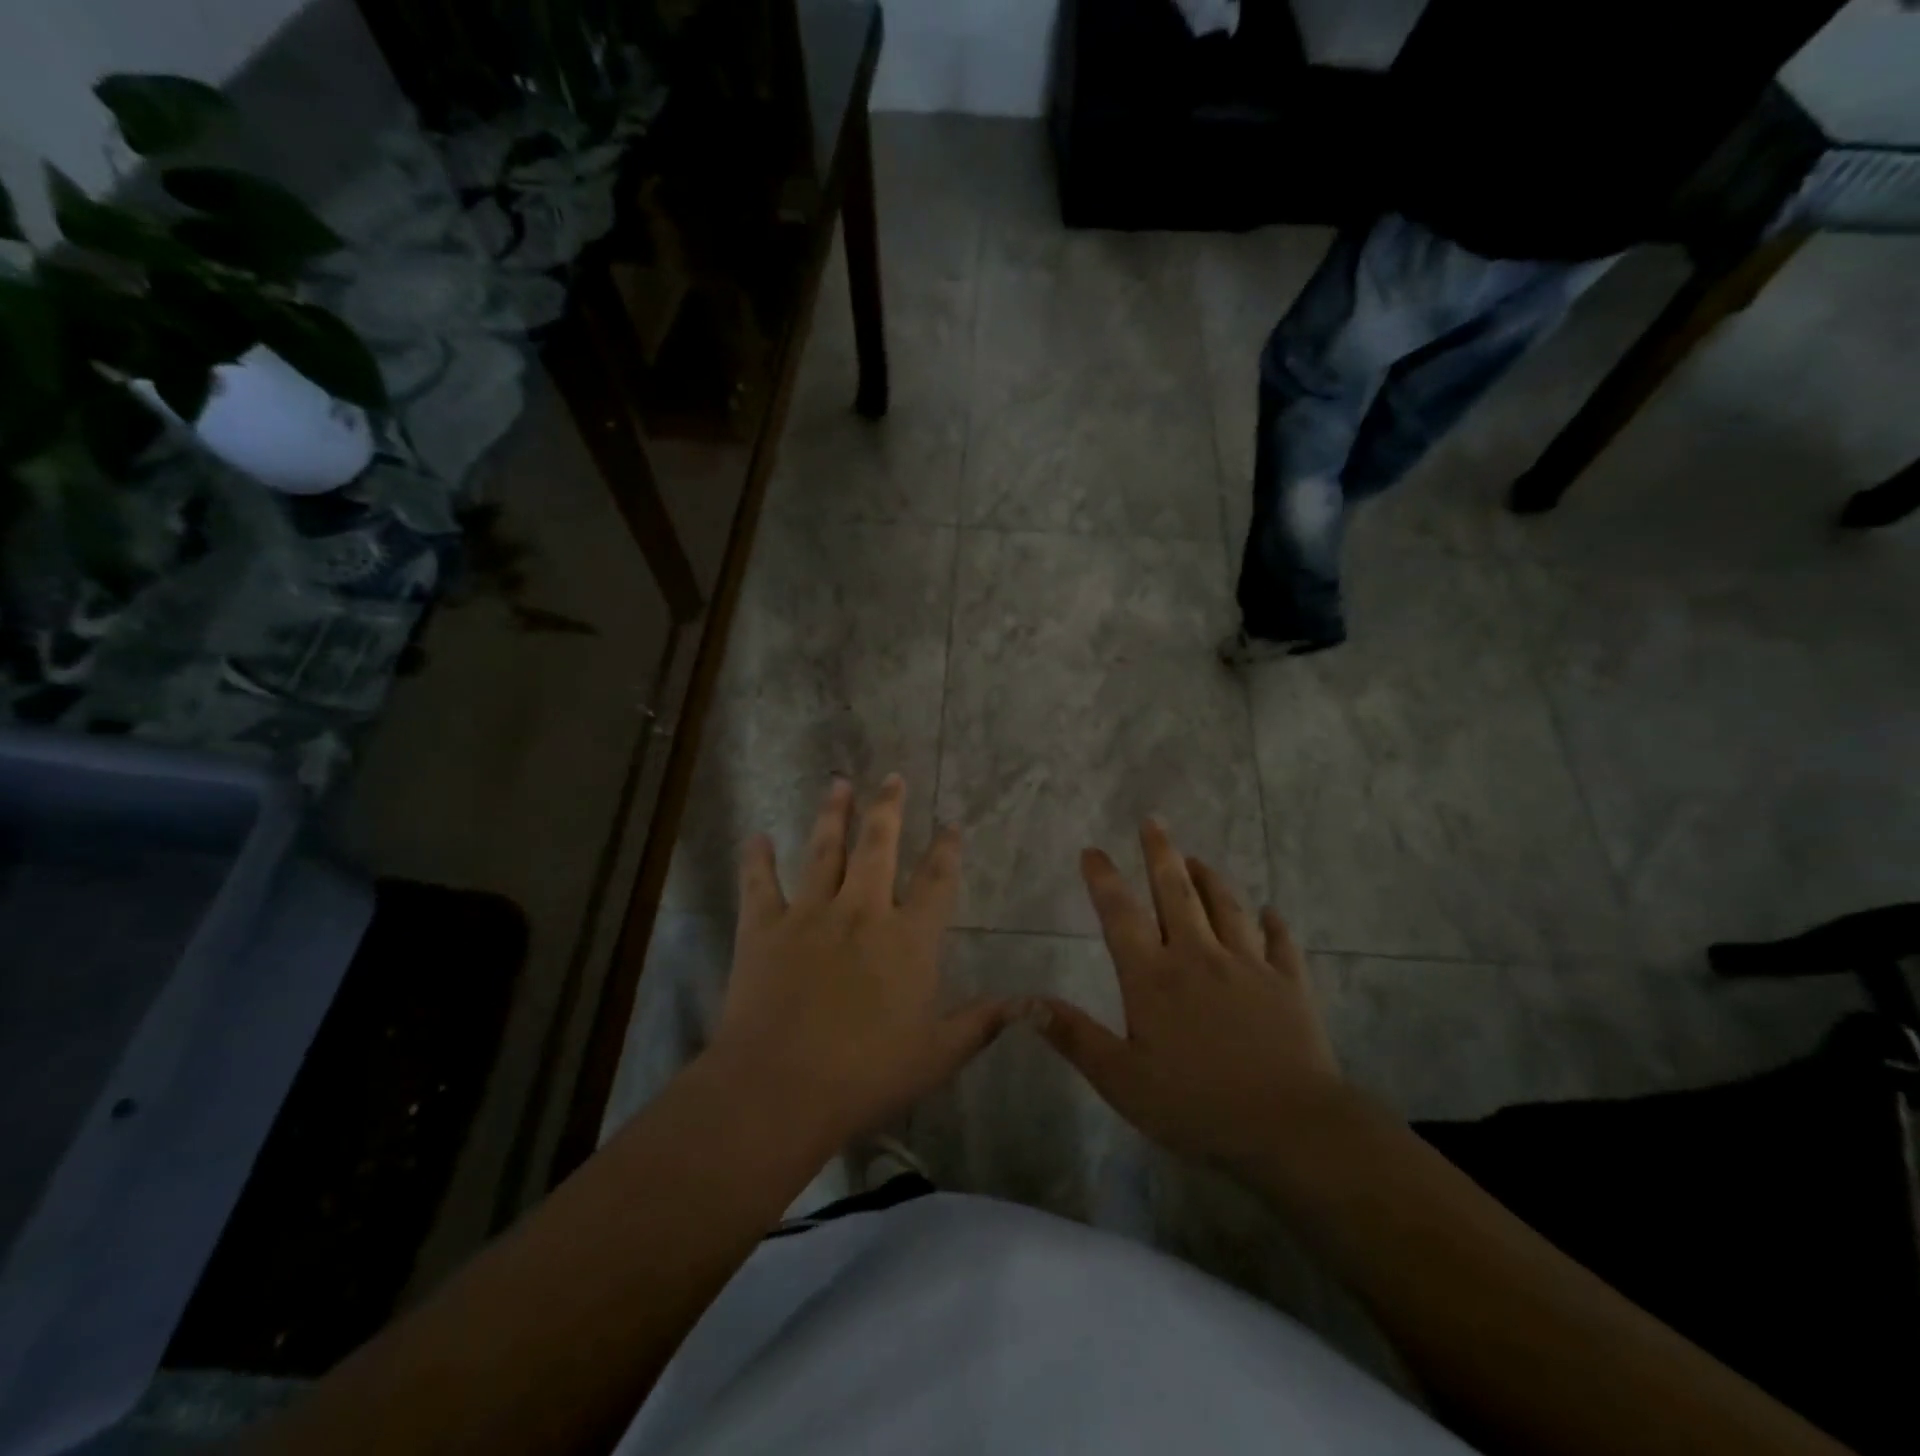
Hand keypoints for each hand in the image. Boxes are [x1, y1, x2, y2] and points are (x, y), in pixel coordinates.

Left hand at [707, 774, 1012, 1147]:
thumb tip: (1029, 1005)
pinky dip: (756, 859)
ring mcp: (810, 913)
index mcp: (908, 938)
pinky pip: (759, 883)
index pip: (936, 881)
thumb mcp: (937, 1055)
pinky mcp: (763, 927)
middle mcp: (862, 910)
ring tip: (838, 782)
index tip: (950, 825)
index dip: (946, 850)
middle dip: (888, 808)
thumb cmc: (866, 1075)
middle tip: (892, 776)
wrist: (781, 1088)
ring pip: (824, 850)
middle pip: (879, 845)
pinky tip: (756, 837)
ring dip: (832, 814)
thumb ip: (981, 1023)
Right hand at [1035, 819, 1347, 1171]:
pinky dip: (1273, 924)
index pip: (1121, 915)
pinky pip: (1280, 943)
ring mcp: (1249, 966)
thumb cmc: (1196, 1105)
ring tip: (1198, 858)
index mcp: (1153, 977)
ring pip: (1227, 907)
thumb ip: (1074, 1037)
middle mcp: (1199, 957)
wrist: (1289, 1127)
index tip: (1092, 850)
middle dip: (1161, 854)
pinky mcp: (1289, 984)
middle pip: (1176, 893)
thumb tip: (1025, 1002)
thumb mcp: (1121, 1080)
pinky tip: (1271, 912)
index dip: (1104, 879)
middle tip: (1153, 821)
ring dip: (1210, 878)